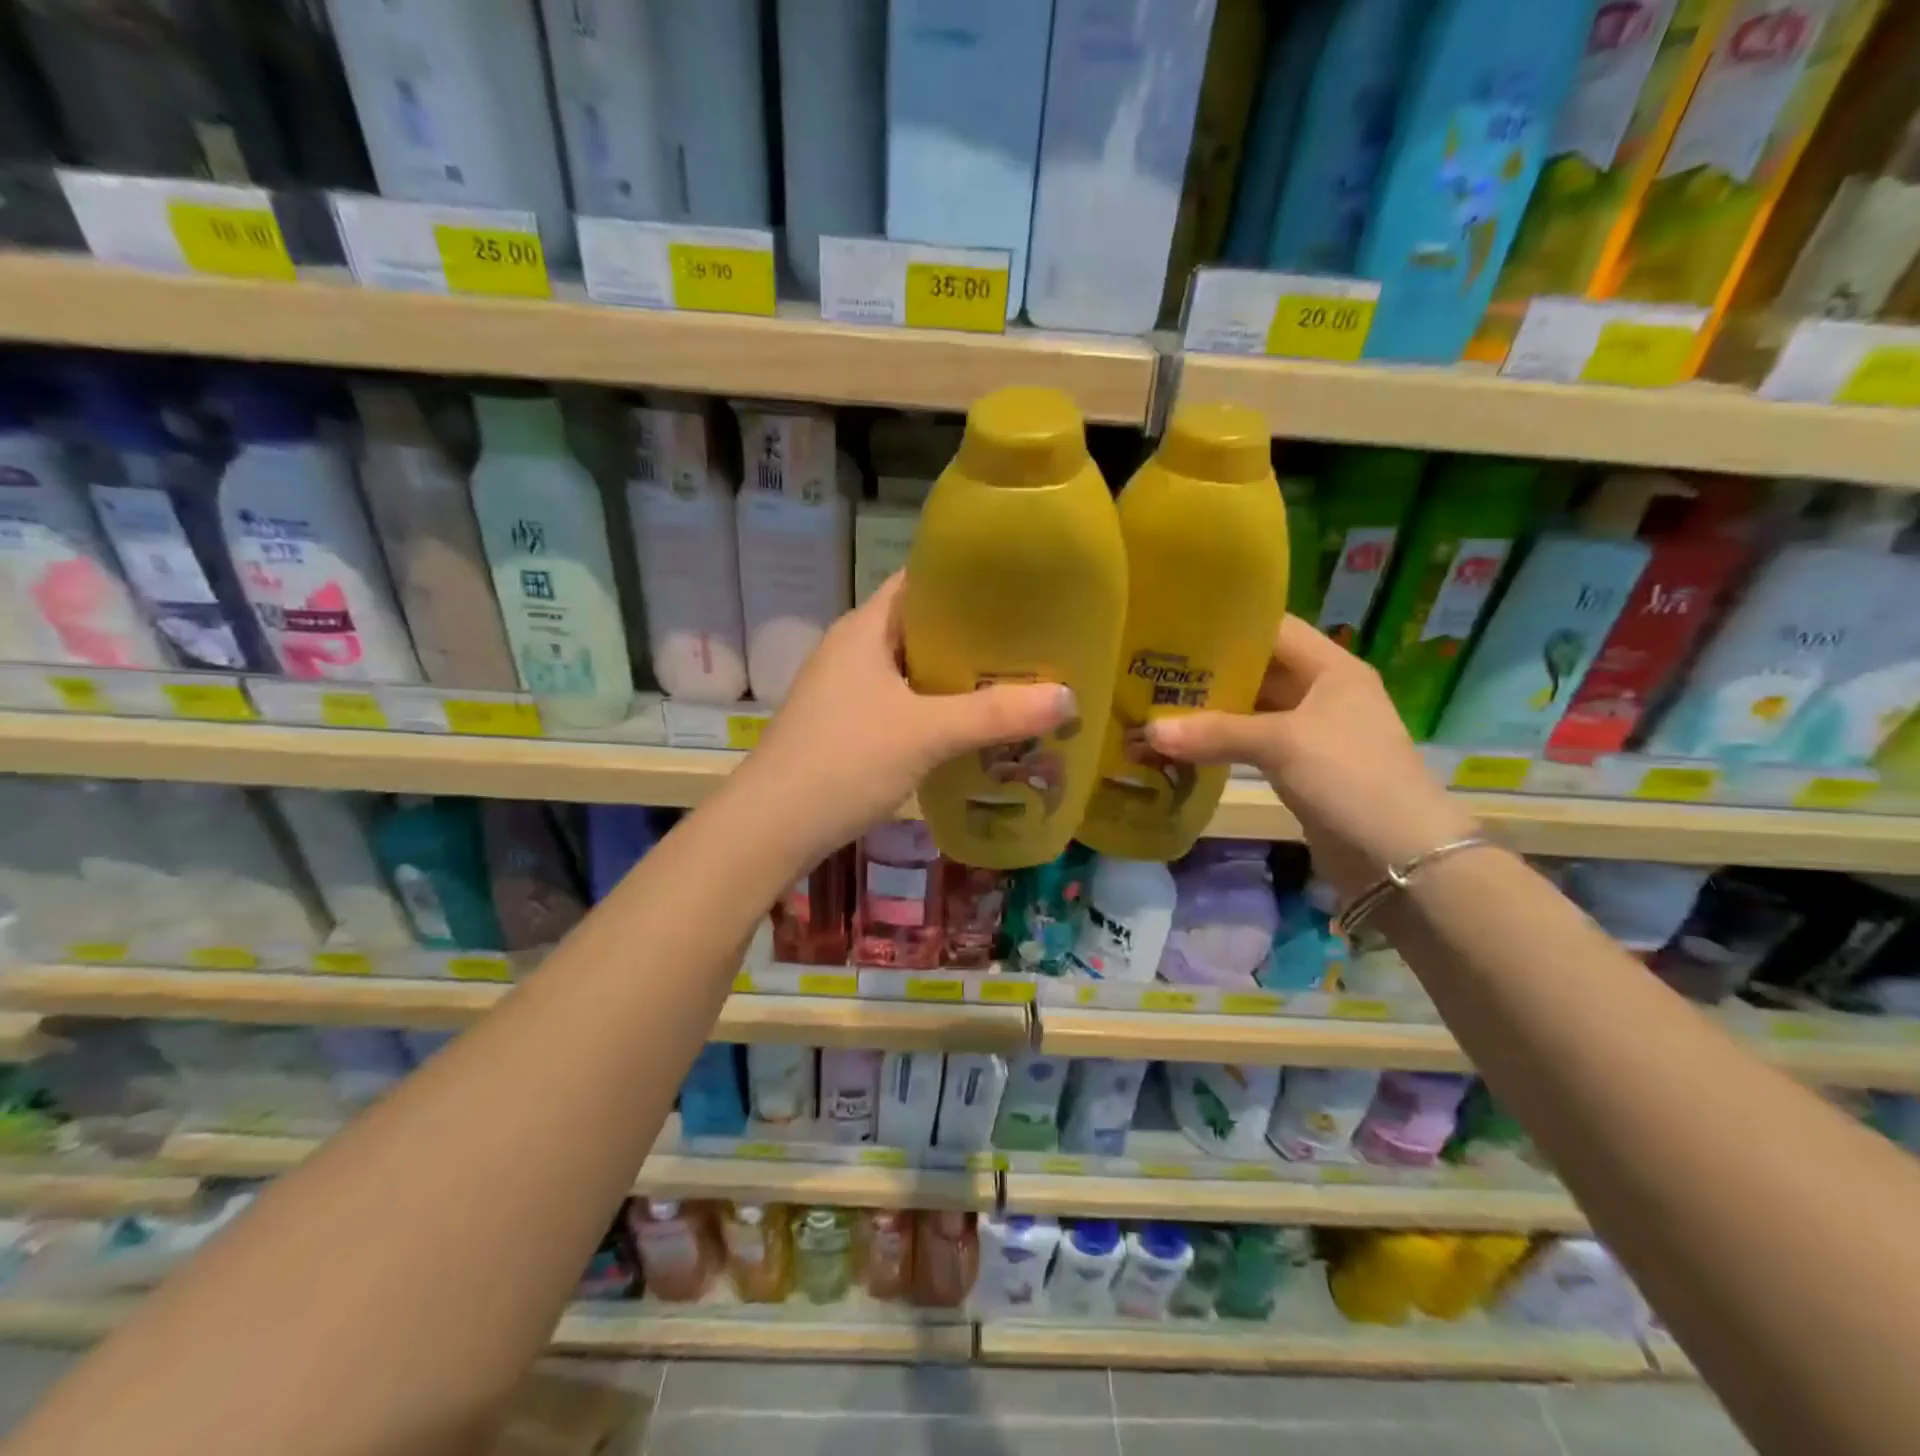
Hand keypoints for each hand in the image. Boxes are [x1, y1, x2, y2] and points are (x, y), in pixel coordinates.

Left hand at [737, 574, 1073, 858]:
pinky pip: (901, 703)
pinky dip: (935, 708)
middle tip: (1030, 642)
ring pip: (911, 669)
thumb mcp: (926, 733)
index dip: (967, 579)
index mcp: (865, 628)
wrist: (771, 826)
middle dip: (973, 634)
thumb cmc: (845, 761)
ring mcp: (845, 690)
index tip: (1020, 588)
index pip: (920, 581)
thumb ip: (996, 715)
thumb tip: (1068, 697)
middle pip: (921, 626)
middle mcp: (853, 650)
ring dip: (955, 676)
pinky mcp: (846, 726)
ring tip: (1011, 682)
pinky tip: (968, 727)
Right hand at [1144, 616, 1475, 901]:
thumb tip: (1148, 731)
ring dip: (1210, 712)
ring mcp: (1311, 733)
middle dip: (1208, 671)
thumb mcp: (1282, 744)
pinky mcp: (1300, 769)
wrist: (1400, 858)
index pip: (1273, 628)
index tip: (1175, 626)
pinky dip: (1220, 744)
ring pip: (1251, 710)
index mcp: (1331, 668)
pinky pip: (1252, 745)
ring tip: (1156, 705)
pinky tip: (1182, 746)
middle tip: (1153, 669)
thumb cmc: (1350, 777)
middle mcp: (1321, 692)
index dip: (1227, 624)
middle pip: (1257, 669)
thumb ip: (1215, 732)